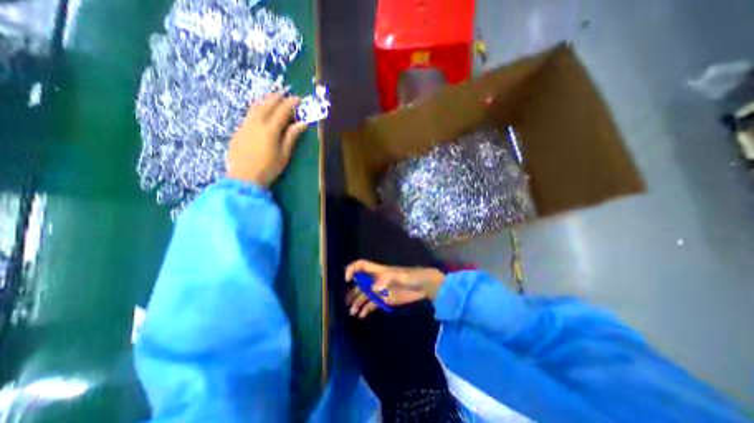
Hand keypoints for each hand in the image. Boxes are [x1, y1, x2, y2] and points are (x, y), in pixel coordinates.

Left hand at [225, 92, 307, 187]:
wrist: (244, 177)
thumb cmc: (269, 167)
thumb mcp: (284, 153)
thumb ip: (292, 136)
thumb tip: (302, 123)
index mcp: (270, 129)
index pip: (282, 111)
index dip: (291, 104)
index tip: (298, 99)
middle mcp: (256, 123)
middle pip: (267, 105)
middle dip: (277, 98)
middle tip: (285, 93)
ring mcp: (245, 126)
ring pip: (255, 108)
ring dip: (265, 100)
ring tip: (272, 97)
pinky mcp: (239, 131)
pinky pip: (249, 114)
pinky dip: (256, 108)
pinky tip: (259, 110)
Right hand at [344, 261, 442, 316]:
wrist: (424, 286)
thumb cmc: (411, 276)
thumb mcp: (400, 275)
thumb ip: (386, 279)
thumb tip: (373, 289)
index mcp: (378, 271)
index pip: (361, 265)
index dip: (352, 269)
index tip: (347, 280)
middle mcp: (376, 280)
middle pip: (359, 282)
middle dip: (351, 290)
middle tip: (345, 302)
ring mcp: (380, 290)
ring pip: (364, 295)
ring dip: (357, 302)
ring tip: (351, 312)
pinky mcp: (385, 299)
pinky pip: (372, 304)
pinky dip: (365, 309)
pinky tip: (361, 315)